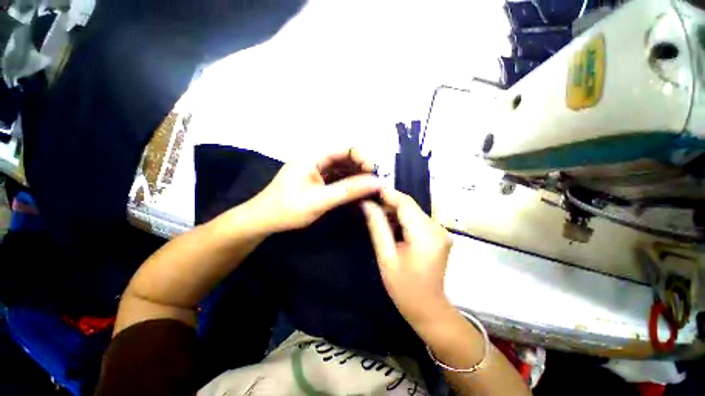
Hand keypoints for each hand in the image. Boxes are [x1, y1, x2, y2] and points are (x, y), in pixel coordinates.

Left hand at [251, 148, 380, 232]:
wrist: (263, 221)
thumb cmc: (287, 209)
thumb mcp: (320, 200)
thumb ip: (348, 190)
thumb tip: (376, 182)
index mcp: (313, 157)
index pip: (345, 149)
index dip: (363, 157)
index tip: (375, 173)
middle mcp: (316, 160)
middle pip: (345, 158)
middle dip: (362, 168)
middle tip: (376, 183)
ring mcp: (316, 171)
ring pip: (342, 169)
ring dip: (357, 177)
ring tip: (370, 188)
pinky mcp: (317, 181)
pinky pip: (337, 179)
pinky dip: (348, 184)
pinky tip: (357, 192)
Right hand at [361, 188, 452, 328]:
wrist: (429, 309)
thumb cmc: (404, 287)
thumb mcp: (386, 257)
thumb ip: (377, 227)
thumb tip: (367, 204)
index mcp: (425, 234)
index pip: (405, 203)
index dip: (387, 193)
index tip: (369, 190)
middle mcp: (437, 227)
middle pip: (409, 205)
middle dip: (389, 204)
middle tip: (369, 207)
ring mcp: (440, 230)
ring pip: (412, 211)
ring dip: (394, 212)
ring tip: (377, 218)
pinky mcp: (438, 234)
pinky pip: (417, 219)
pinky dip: (402, 220)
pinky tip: (391, 227)